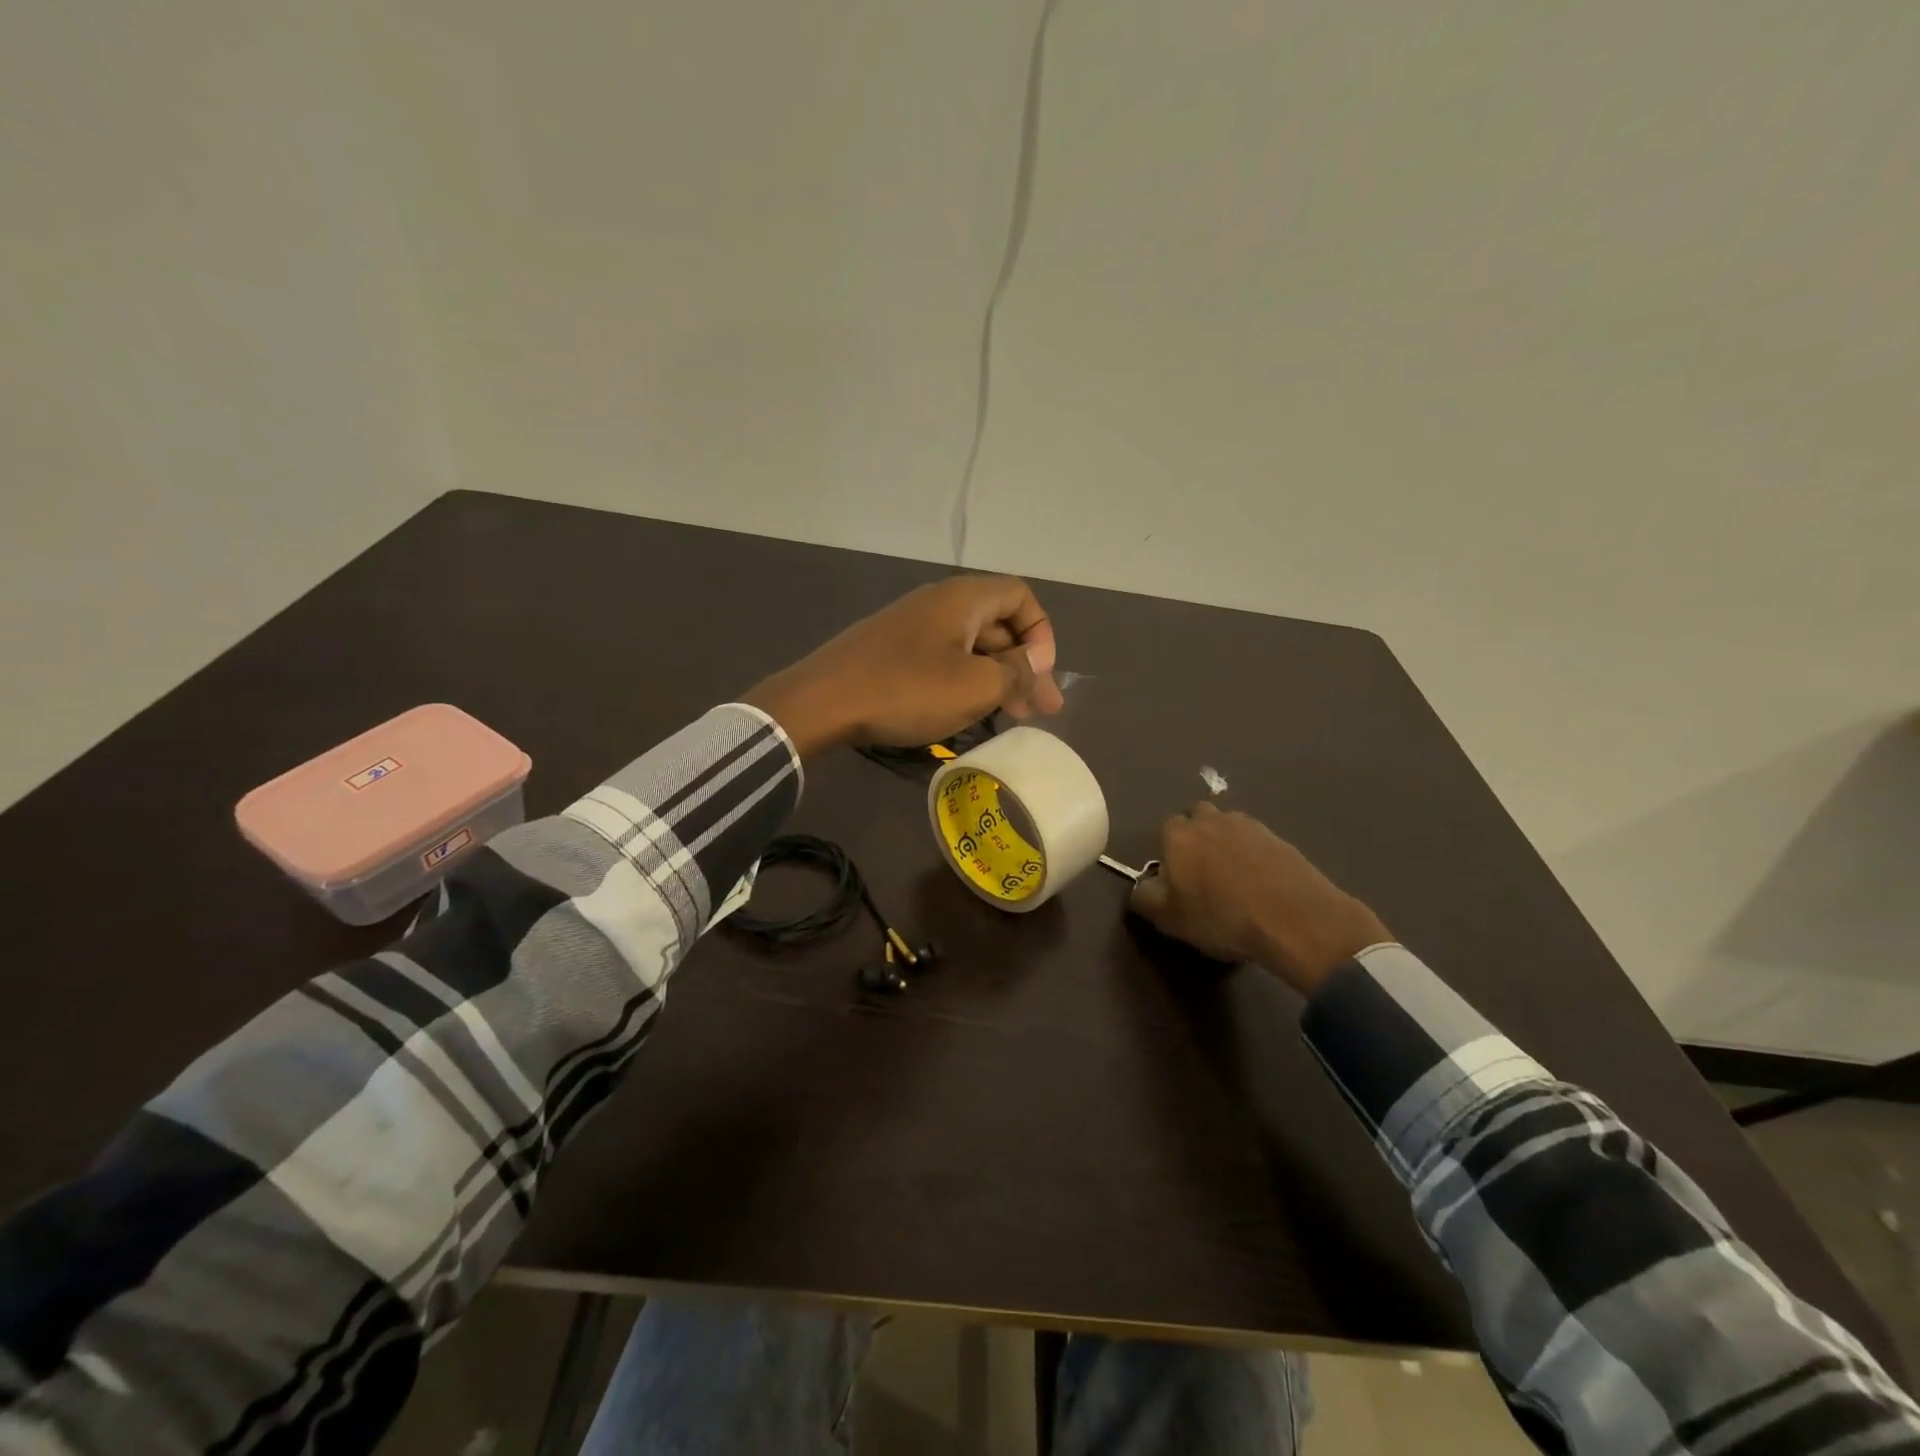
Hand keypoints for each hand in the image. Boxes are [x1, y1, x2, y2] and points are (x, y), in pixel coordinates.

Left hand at [744, 575, 1063, 756]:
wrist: (823, 701)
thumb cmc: (908, 689)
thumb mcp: (975, 686)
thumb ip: (1016, 672)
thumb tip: (1036, 661)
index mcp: (963, 598)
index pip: (1020, 596)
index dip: (1041, 632)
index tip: (1040, 674)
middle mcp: (938, 603)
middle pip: (997, 624)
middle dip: (1023, 665)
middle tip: (1039, 710)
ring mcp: (911, 627)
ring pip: (969, 646)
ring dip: (996, 678)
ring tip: (1011, 717)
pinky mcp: (891, 652)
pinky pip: (942, 659)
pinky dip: (964, 681)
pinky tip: (967, 712)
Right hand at [1128, 803, 1391, 995]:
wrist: (1295, 919)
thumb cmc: (1222, 917)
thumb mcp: (1169, 919)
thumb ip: (1144, 897)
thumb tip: (1141, 886)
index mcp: (1178, 834)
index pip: (1164, 831)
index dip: (1168, 855)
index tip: (1176, 881)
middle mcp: (1210, 819)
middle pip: (1197, 820)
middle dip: (1197, 840)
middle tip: (1203, 876)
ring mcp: (1248, 825)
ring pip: (1227, 828)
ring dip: (1226, 845)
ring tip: (1235, 880)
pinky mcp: (1278, 837)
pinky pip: (1255, 842)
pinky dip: (1253, 856)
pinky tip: (1260, 884)